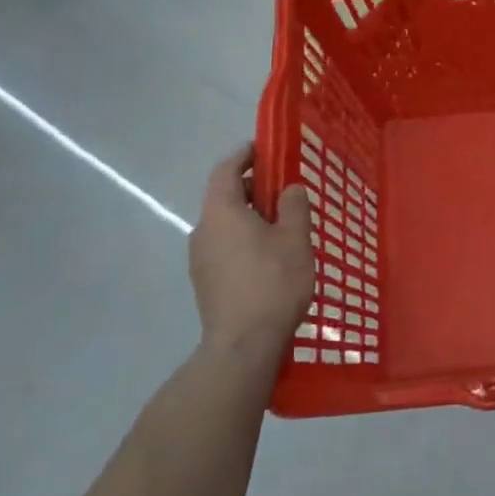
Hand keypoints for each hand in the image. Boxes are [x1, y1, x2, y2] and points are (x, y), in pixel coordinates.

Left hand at [189, 145, 314, 361]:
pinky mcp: (205, 282)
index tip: (264, 149)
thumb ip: (293, 206)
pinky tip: (269, 258)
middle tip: (284, 192)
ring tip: (282, 228)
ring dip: (250, 218)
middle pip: (224, 197)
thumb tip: (289, 189)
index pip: (226, 169)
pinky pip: (225, 247)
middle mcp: (203, 230)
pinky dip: (244, 240)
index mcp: (221, 212)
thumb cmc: (272, 282)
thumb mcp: (295, 239)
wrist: (243, 345)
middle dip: (253, 189)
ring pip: (225, 225)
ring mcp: (200, 259)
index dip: (244, 155)